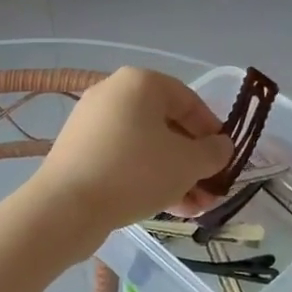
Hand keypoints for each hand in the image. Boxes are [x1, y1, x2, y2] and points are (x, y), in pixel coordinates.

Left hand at [32, 68, 233, 234]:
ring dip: (175, 175)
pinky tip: (168, 207)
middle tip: (211, 190)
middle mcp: (114, 93)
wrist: (66, 206)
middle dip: (193, 161)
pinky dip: (147, 177)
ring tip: (195, 209)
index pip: (189, 100)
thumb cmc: (135, 172)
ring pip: (147, 146)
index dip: (212, 130)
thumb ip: (213, 152)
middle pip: (167, 125)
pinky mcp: (81, 151)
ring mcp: (93, 122)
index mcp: (140, 82)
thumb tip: (221, 146)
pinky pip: (124, 158)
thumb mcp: (187, 163)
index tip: (225, 158)